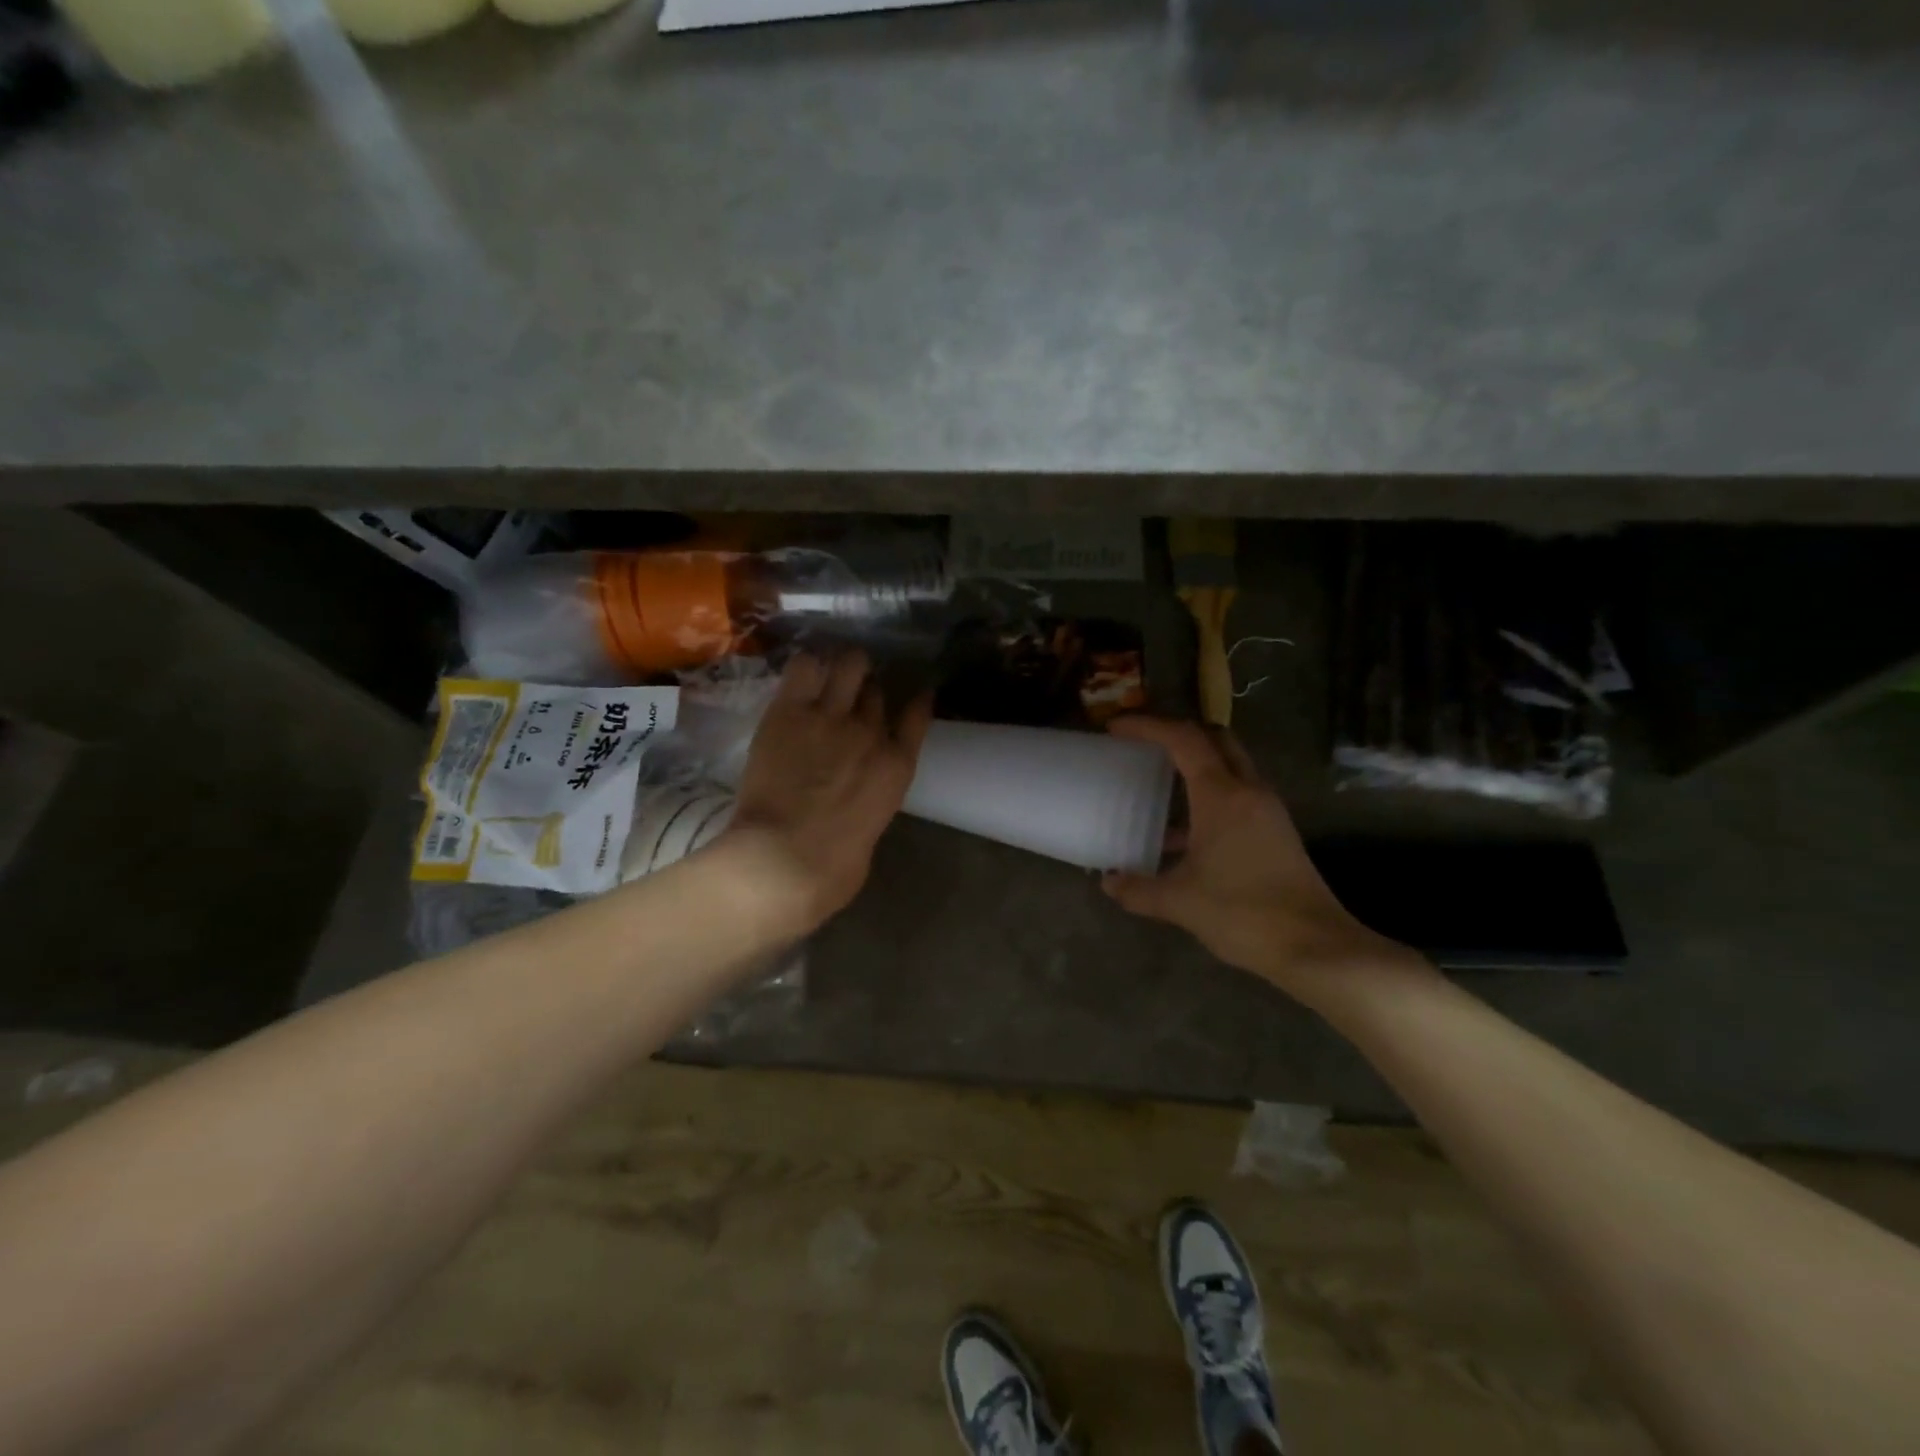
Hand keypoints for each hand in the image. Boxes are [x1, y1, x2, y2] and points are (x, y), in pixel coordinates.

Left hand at [725, 652, 931, 934]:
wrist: (784, 860)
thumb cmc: (832, 869)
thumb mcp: (869, 835)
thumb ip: (869, 803)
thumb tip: (856, 798)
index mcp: (897, 767)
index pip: (916, 715)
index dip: (914, 700)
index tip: (913, 694)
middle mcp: (870, 732)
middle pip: (875, 691)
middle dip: (866, 689)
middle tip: (850, 695)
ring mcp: (830, 717)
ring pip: (847, 665)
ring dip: (841, 668)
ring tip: (828, 675)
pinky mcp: (789, 712)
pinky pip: (804, 667)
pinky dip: (807, 667)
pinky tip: (801, 677)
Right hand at [1100, 717, 1425, 1010]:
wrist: (1315, 947)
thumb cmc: (1243, 913)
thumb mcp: (1180, 901)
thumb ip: (1138, 889)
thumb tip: (1108, 883)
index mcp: (1222, 795)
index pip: (1183, 739)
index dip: (1147, 726)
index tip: (1115, 727)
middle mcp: (1248, 791)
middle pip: (1214, 738)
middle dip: (1177, 732)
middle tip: (1144, 743)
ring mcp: (1267, 810)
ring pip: (1229, 766)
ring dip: (1195, 764)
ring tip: (1158, 782)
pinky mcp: (1276, 832)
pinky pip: (1237, 795)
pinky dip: (1208, 796)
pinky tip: (1183, 833)